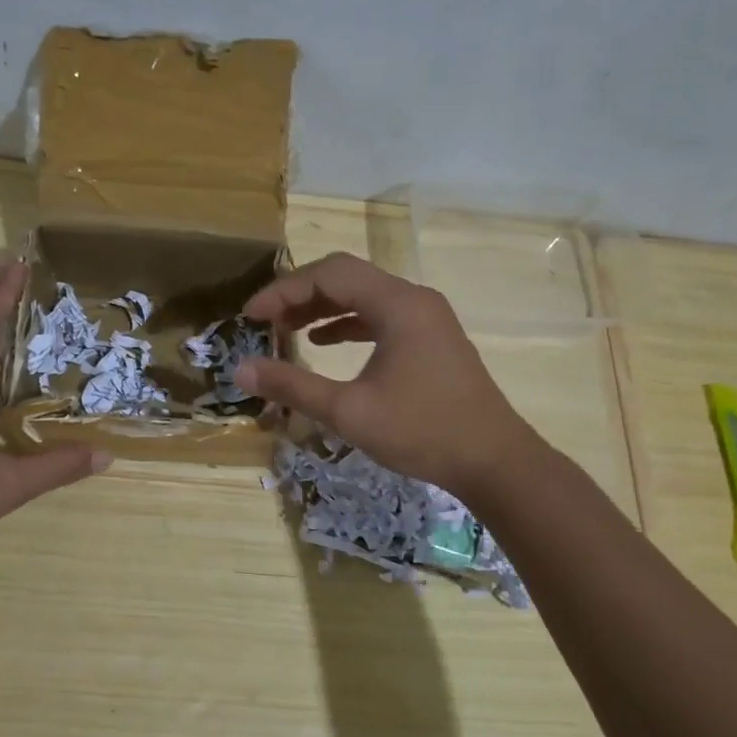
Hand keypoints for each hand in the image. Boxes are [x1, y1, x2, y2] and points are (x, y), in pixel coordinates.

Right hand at [234, 252, 534, 500]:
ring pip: (364, 295)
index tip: (250, 316)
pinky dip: (348, 323)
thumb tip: (241, 369)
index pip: (329, 275)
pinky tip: (324, 342)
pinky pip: (380, 315)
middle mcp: (414, 299)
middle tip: (265, 321)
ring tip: (286, 329)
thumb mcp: (349, 411)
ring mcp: (426, 317)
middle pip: (346, 277)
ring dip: (322, 307)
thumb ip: (293, 386)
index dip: (283, 291)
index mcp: (398, 305)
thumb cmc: (422, 432)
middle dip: (300, 295)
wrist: (494, 461)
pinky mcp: (431, 338)